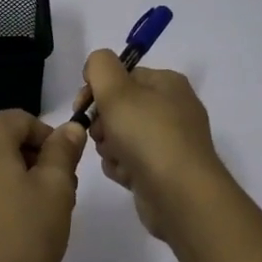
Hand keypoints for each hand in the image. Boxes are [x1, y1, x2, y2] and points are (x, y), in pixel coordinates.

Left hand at [0, 111, 88, 261]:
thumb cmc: (22, 240)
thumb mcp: (56, 191)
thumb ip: (63, 152)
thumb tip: (69, 128)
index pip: (22, 121)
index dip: (50, 141)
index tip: (67, 173)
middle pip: (0, 140)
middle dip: (30, 160)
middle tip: (56, 197)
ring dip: (9, 178)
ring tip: (31, 216)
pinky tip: (4, 228)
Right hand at [82, 50, 227, 241]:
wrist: (180, 195)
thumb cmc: (148, 135)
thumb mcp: (117, 90)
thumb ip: (100, 66)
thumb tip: (96, 65)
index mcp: (167, 83)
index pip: (122, 75)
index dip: (97, 88)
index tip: (81, 106)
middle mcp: (172, 109)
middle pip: (120, 107)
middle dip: (103, 122)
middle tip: (102, 134)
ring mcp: (170, 142)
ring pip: (121, 136)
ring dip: (110, 148)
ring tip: (118, 158)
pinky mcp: (164, 171)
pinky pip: (131, 162)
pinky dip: (123, 168)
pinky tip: (126, 176)